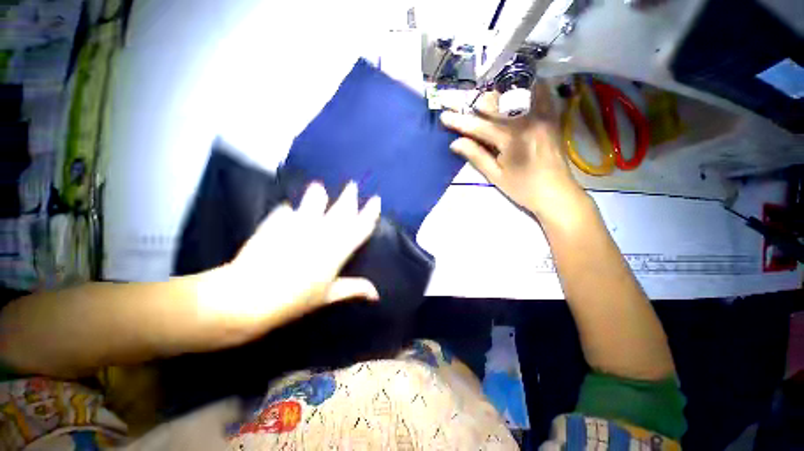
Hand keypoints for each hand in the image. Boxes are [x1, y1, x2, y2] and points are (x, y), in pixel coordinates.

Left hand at [202, 182, 380, 330]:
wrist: (247, 298)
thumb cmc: (294, 301)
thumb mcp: (327, 297)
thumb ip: (354, 289)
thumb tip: (376, 294)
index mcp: (337, 250)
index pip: (360, 227)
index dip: (370, 213)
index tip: (376, 200)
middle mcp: (321, 233)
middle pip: (340, 211)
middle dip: (349, 197)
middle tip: (353, 185)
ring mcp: (298, 226)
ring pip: (313, 203)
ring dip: (318, 194)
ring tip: (319, 186)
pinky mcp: (275, 224)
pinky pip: (285, 212)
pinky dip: (288, 210)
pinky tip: (287, 208)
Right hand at [440, 82, 586, 220]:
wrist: (556, 193)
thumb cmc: (523, 188)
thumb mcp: (496, 176)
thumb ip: (476, 156)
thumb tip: (455, 143)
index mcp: (512, 139)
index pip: (479, 126)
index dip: (460, 121)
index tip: (444, 116)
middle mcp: (528, 121)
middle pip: (495, 104)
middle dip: (472, 101)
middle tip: (456, 99)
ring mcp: (542, 115)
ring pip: (515, 93)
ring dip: (494, 91)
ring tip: (479, 91)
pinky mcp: (551, 116)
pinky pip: (539, 93)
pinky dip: (524, 86)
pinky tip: (512, 86)